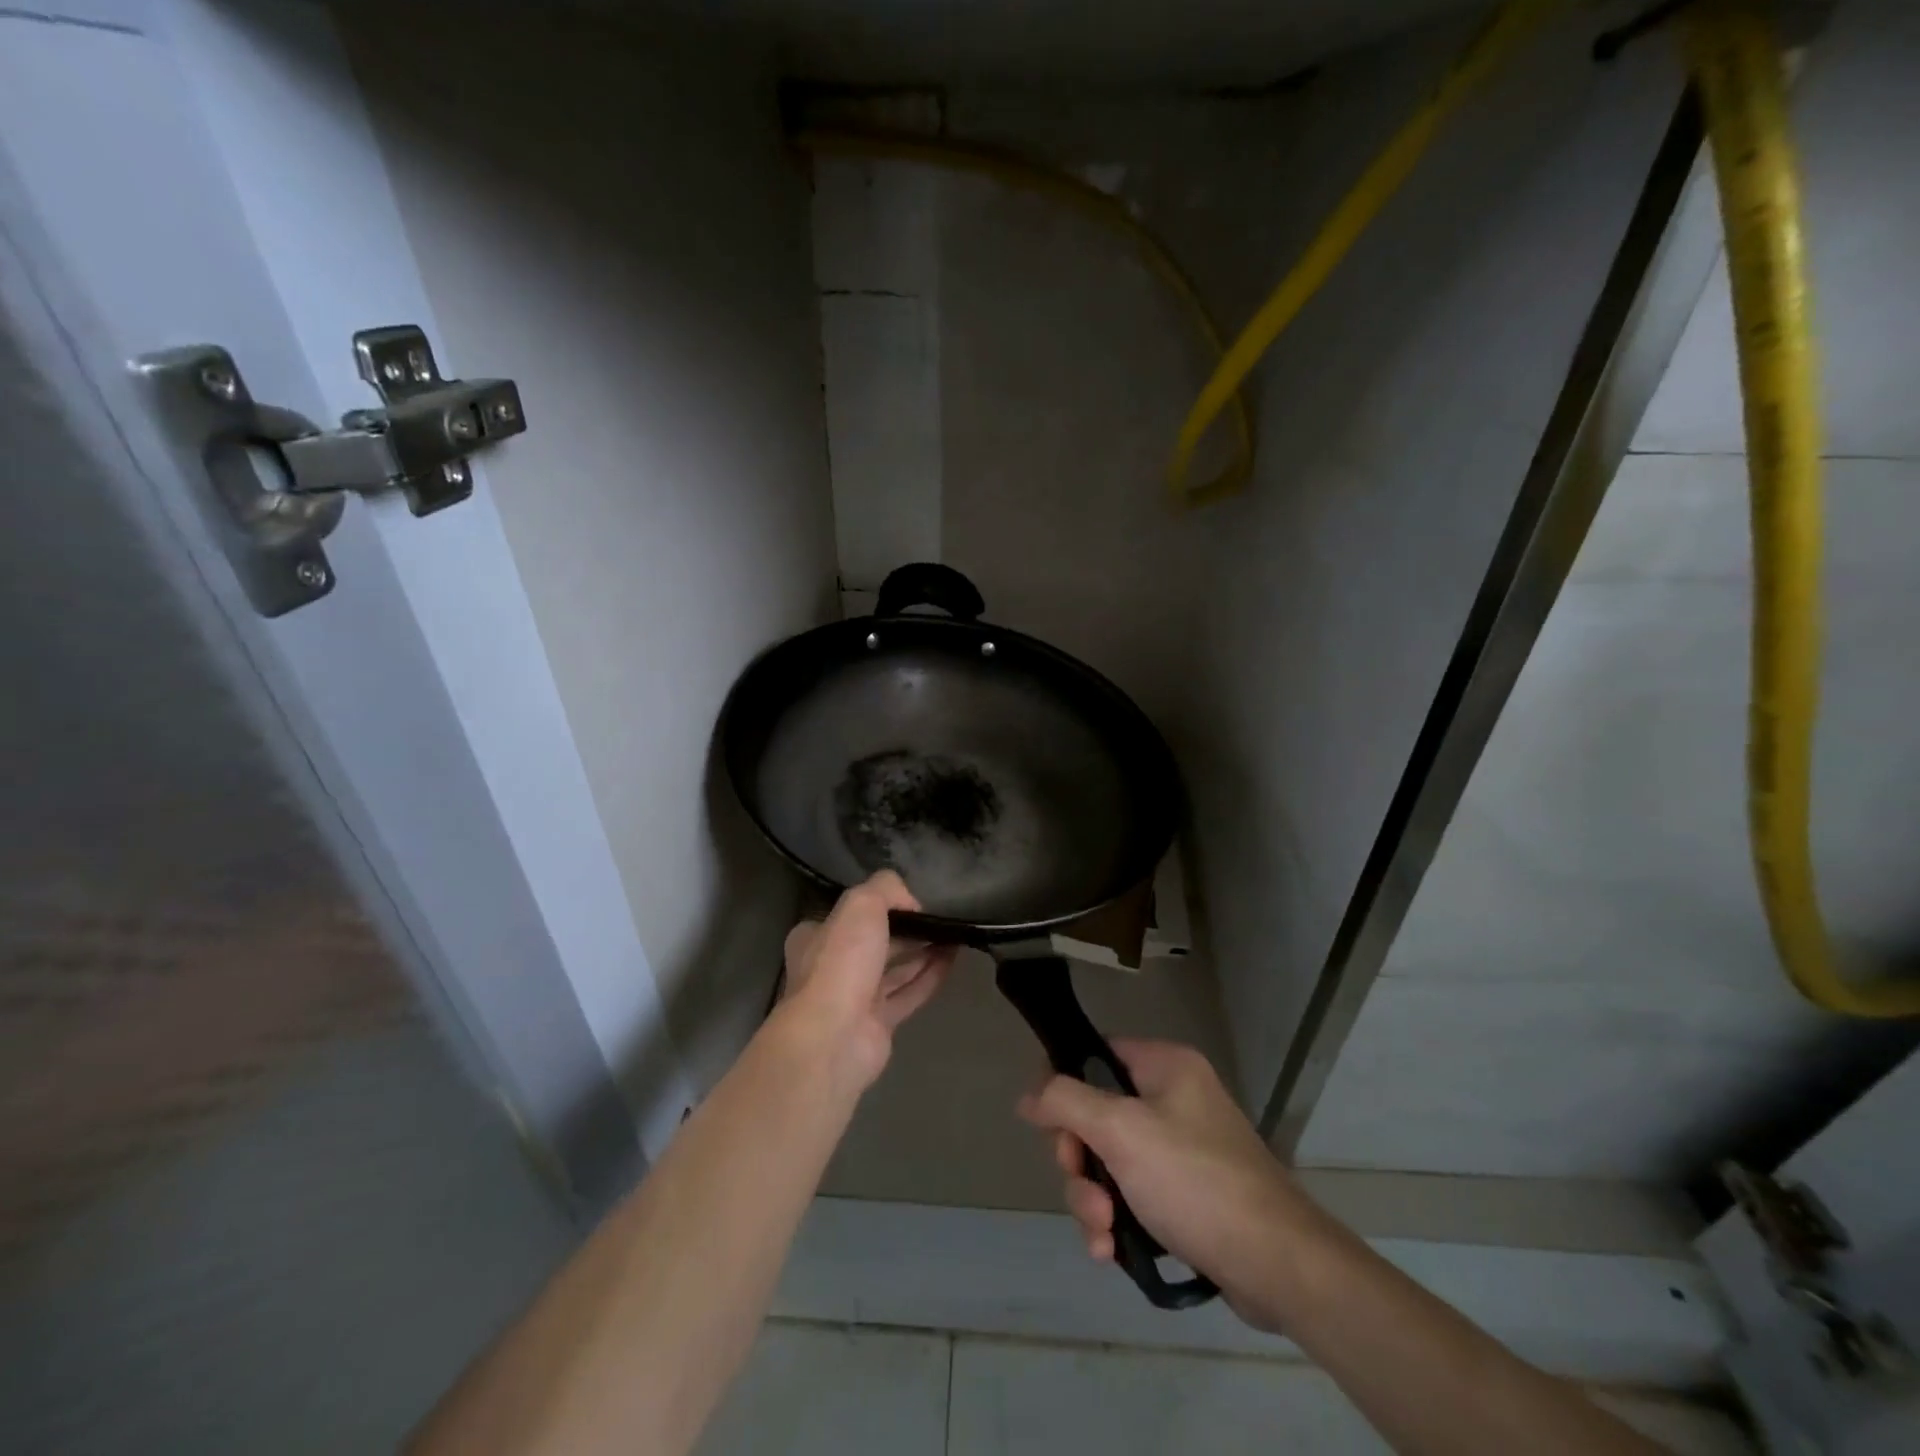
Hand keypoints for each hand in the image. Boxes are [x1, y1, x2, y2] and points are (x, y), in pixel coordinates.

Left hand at [777, 871, 956, 1091]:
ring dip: (922, 950)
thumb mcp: (861, 904)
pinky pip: (909, 993)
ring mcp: (855, 998)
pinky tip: (953, 957)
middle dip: (905, 929)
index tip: (910, 900)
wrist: (835, 1036)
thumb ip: (886, 888)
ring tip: (952, 933)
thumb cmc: (841, 962)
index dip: (879, 904)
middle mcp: (833, 966)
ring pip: (894, 968)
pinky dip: (930, 975)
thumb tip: (910, 902)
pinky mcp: (878, 1024)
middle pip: (874, 941)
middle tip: (937, 916)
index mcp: (815, 937)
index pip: (849, 914)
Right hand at [1018, 1039, 1316, 1332]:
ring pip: (1109, 1162)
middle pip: (1096, 1115)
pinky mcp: (1185, 1195)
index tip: (1050, 1126)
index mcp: (1164, 1066)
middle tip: (1087, 1192)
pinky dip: (1116, 1220)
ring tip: (1103, 1235)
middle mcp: (1172, 1099)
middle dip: (1080, 1161)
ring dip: (1093, 1199)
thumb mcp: (1121, 1132)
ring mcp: (1180, 1149)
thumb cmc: (1195, 1181)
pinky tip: (1110, 1252)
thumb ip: (1067, 1102)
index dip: (1064, 1085)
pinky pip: (1132, 1195)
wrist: (1279, 1265)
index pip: (1096, 1054)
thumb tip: (1028, 1095)